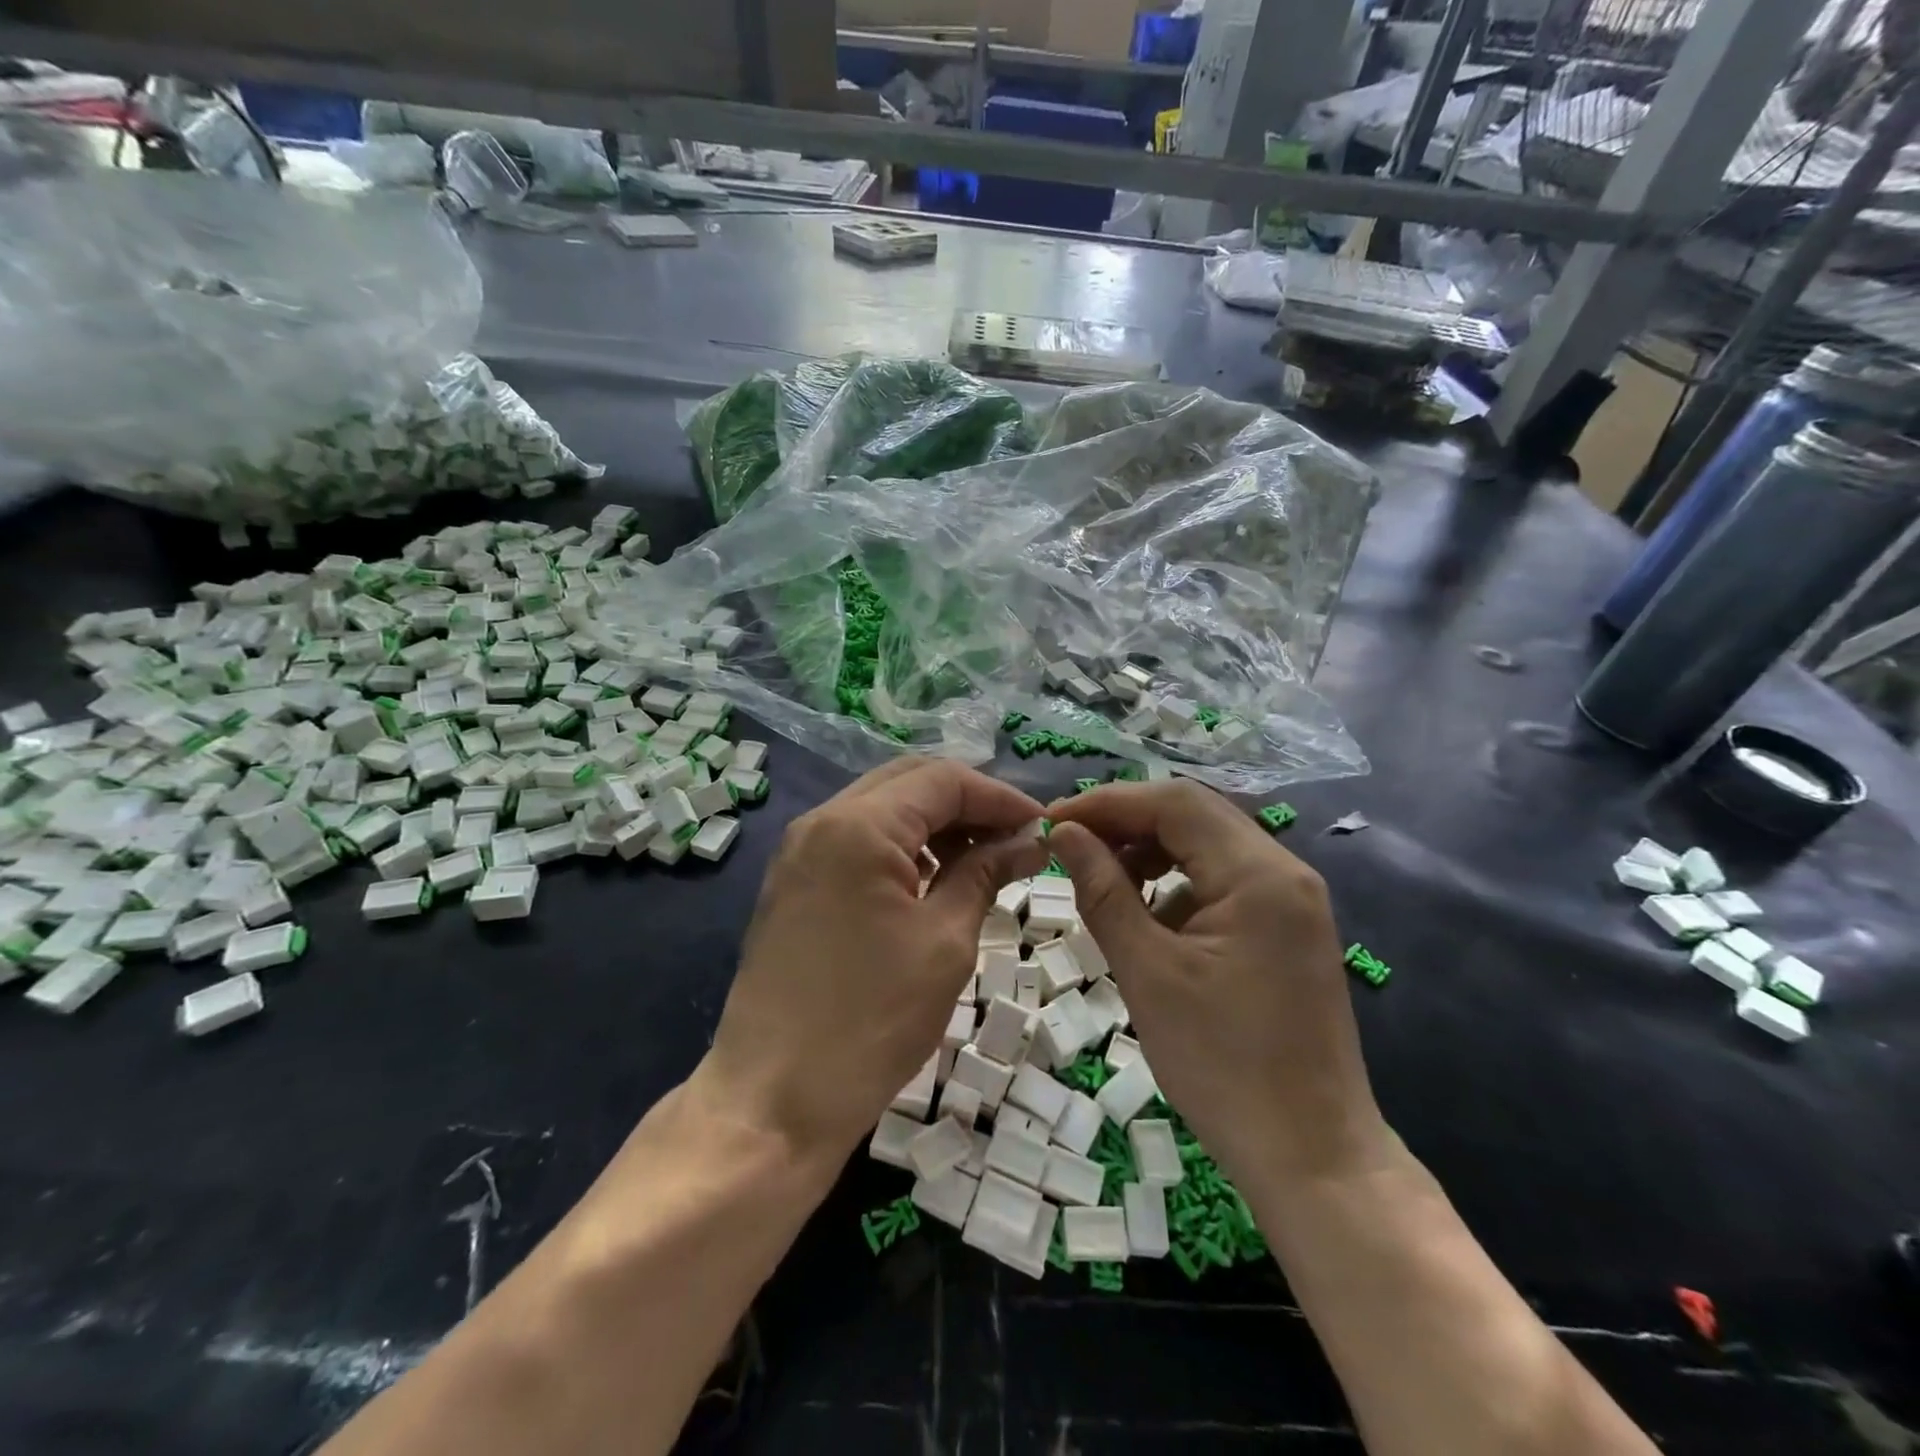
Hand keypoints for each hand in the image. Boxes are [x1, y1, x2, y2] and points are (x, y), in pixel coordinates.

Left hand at [697, 759, 1049, 1160]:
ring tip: (982, 862)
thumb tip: (1028, 841)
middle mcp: (821, 821)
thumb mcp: (944, 942)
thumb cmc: (870, 1021)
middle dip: (968, 803)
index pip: (942, 780)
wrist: (772, 1100)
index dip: (1000, 797)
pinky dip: (901, 848)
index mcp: (858, 826)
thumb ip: (984, 873)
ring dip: (934, 824)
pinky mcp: (793, 882)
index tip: (1042, 827)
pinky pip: (857, 841)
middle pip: (908, 782)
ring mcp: (800, 851)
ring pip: (881, 809)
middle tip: (1014, 840)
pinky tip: (932, 880)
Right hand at [1045, 781, 1389, 1187]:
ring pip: (1208, 845)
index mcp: (1260, 875)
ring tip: (1100, 877)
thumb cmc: (1222, 1066)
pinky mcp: (1287, 928)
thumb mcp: (1148, 972)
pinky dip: (1177, 882)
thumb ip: (1103, 891)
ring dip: (1150, 850)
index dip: (1107, 802)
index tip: (1053, 820)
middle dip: (1127, 822)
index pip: (1175, 803)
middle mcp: (1286, 872)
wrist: (1311, 1157)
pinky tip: (1145, 912)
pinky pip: (1223, 880)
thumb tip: (1065, 833)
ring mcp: (1292, 900)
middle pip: (1195, 815)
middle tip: (1070, 843)